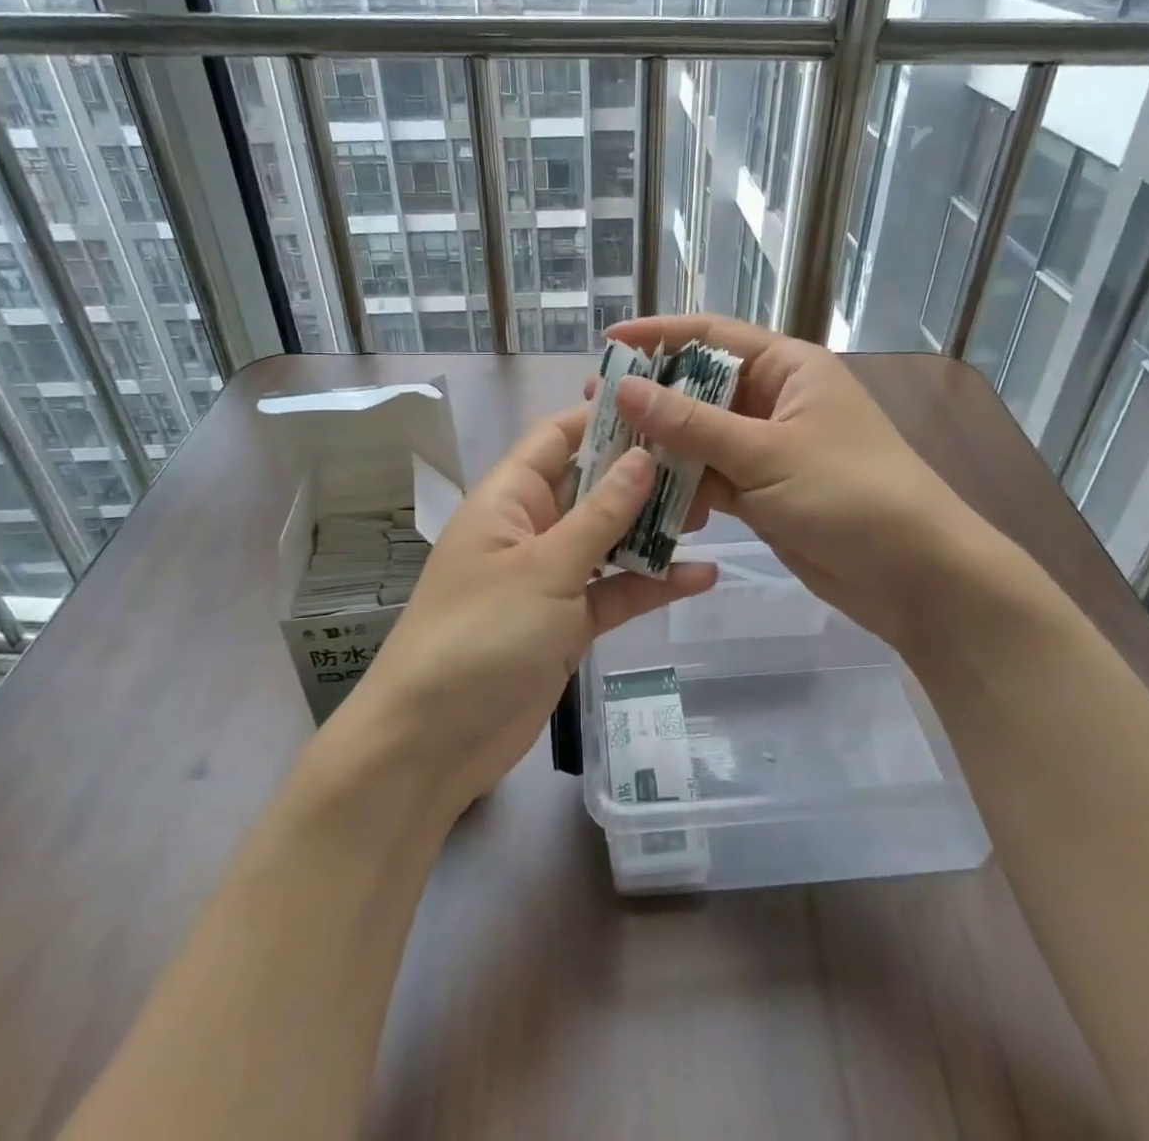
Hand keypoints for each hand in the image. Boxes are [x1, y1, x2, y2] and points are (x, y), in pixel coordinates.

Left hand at [347, 404, 715, 814]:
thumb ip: (600, 514)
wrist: (434, 742)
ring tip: (714, 514)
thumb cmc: (480, 635)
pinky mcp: (568, 622)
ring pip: (610, 539)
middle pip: (593, 486)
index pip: (558, 438)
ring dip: (654, 529)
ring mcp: (551, 577)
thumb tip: (644, 456)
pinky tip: (702, 576)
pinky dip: (652, 584)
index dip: (605, 417)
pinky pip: (615, 591)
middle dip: (644, 476)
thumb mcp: (545, 567)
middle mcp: (531, 528)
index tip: (664, 407)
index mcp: (510, 498)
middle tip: (707, 463)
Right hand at [604, 315, 1022, 648]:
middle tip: (595, 409)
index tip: (607, 344)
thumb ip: (691, 424)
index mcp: (787, 369)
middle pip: (700, 389)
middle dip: (651, 400)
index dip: (658, 335)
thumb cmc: (850, 493)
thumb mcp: (766, 453)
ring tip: (609, 457)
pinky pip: (711, 478)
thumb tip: (623, 388)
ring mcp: (767, 449)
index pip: (712, 337)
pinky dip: (683, 488)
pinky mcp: (762, 492)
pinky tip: (649, 502)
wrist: (915, 575)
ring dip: (662, 449)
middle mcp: (775, 401)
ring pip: (700, 438)